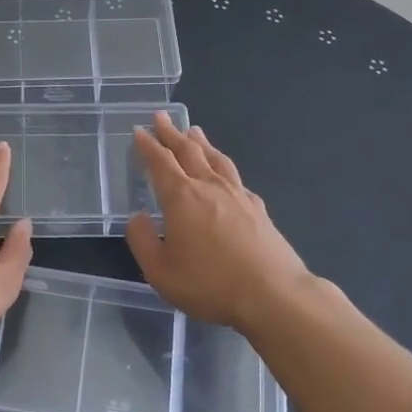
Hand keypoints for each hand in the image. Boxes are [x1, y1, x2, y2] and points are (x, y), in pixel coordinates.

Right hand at [125, 113, 311, 333]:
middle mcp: (209, 187)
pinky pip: (236, 178)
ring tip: (194, 131)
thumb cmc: (210, 284)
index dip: (148, 145)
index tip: (139, 130)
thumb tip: (137, 217)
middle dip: (172, 133)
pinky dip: (224, 167)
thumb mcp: (161, 272)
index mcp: (181, 197)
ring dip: (201, 142)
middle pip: (188, 151)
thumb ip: (143, 241)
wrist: (273, 295)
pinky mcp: (258, 209)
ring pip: (215, 159)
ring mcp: (237, 195)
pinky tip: (226, 172)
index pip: (160, 162)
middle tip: (161, 117)